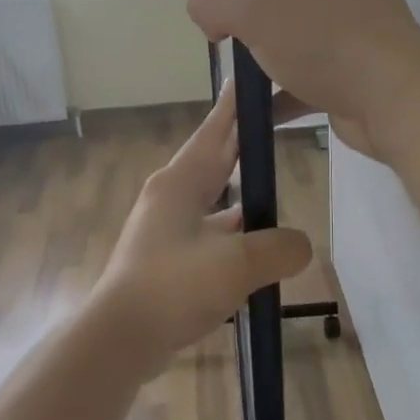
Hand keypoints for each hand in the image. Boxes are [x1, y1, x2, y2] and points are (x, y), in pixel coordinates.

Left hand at [90, 83, 312, 376]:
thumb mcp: (238, 264)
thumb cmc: (174, 287)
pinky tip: (254, 249)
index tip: (250, 81)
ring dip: (241, 198)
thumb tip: (299, 246)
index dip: (235, 107)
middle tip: (272, 126)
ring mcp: (164, 230)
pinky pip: (208, 235)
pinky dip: (232, 235)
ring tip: (273, 190)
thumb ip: (279, 248)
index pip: (215, 132)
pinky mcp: (165, 260)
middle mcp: (170, 198)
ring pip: (213, 202)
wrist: (120, 338)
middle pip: (214, 162)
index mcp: (180, 183)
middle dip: (242, 146)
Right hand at [188, 0, 419, 160]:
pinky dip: (276, 88)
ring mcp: (349, 28)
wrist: (398, 106)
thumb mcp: (262, 10)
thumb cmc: (332, 41)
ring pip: (291, 23)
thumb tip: (203, 5)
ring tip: (220, 49)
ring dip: (257, 38)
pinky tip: (250, 106)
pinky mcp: (349, 71)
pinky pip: (302, 74)